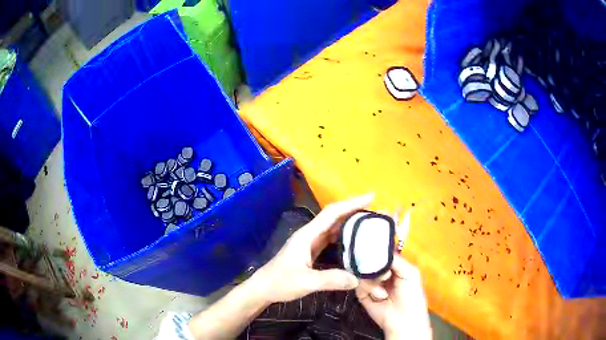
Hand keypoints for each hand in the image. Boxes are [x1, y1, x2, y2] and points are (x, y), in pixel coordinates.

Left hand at [251, 194, 373, 303]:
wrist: (263, 288)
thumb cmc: (280, 282)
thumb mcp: (306, 282)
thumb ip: (331, 280)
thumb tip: (357, 279)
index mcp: (307, 235)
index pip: (332, 213)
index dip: (351, 203)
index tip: (371, 197)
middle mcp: (309, 235)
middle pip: (334, 217)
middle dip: (354, 211)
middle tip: (375, 212)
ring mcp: (309, 243)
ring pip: (333, 228)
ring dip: (349, 223)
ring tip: (369, 224)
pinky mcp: (310, 252)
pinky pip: (330, 239)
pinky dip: (343, 237)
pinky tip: (353, 242)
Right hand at [356, 255, 431, 339]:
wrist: (403, 318)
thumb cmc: (412, 294)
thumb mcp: (410, 271)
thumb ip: (395, 258)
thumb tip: (378, 247)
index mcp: (393, 265)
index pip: (381, 252)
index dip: (376, 249)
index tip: (372, 247)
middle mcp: (380, 271)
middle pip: (368, 260)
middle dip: (374, 267)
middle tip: (385, 277)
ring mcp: (370, 282)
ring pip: (362, 272)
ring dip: (373, 282)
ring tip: (383, 293)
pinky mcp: (361, 293)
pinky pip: (357, 284)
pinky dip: (368, 289)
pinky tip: (378, 297)